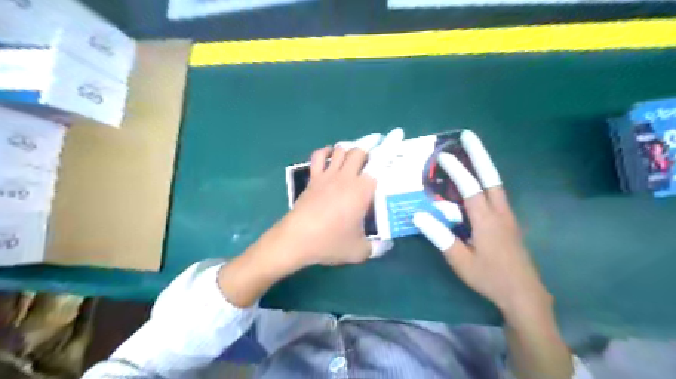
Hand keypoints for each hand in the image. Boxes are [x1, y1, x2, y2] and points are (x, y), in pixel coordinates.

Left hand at [266, 129, 402, 266]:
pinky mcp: (313, 179)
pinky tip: (330, 158)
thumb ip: (377, 248)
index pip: (380, 162)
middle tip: (373, 159)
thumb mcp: (359, 250)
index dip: (390, 146)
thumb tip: (388, 246)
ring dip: (349, 149)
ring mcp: (327, 176)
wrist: (297, 239)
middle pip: (359, 150)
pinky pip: (318, 157)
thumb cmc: (330, 242)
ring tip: (354, 158)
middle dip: (369, 149)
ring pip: (340, 150)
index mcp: (362, 190)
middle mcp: (346, 177)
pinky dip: (326, 152)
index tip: (397, 133)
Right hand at [413, 130, 547, 318]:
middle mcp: (500, 212)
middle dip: (479, 154)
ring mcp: (507, 216)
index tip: (442, 156)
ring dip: (483, 164)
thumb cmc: (489, 277)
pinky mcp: (508, 222)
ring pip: (495, 183)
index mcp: (487, 221)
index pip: (470, 188)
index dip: (456, 171)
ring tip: (470, 151)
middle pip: (491, 177)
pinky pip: (496, 194)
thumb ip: (441, 237)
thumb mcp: (461, 261)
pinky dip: (486, 180)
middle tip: (468, 135)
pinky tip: (476, 181)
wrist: (523, 294)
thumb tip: (419, 215)